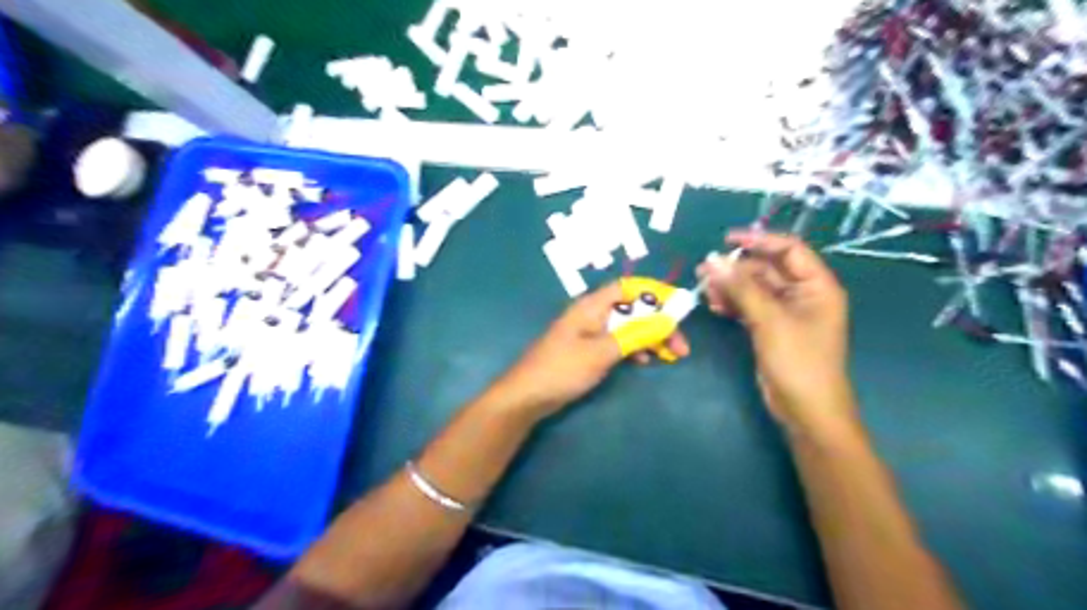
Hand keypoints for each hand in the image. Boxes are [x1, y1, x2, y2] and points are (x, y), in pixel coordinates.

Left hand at [494, 281, 686, 418]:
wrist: (528, 396)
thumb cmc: (563, 369)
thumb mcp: (602, 352)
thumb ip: (635, 335)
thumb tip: (667, 320)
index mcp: (592, 306)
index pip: (630, 287)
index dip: (655, 293)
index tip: (679, 309)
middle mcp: (592, 313)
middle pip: (632, 309)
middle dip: (658, 323)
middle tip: (681, 346)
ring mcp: (590, 332)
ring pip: (628, 327)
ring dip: (650, 337)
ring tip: (671, 355)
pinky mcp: (588, 349)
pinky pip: (618, 342)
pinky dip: (634, 349)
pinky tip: (645, 361)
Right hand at [701, 232, 863, 438]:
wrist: (806, 411)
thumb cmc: (798, 361)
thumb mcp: (770, 320)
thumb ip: (741, 288)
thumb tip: (712, 260)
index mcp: (816, 285)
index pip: (789, 249)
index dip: (759, 240)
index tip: (726, 240)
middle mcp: (802, 294)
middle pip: (766, 269)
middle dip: (736, 269)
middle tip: (704, 271)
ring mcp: (785, 312)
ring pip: (753, 289)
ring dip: (730, 287)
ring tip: (705, 290)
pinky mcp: (770, 328)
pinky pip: (749, 307)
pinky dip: (732, 304)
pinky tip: (715, 306)